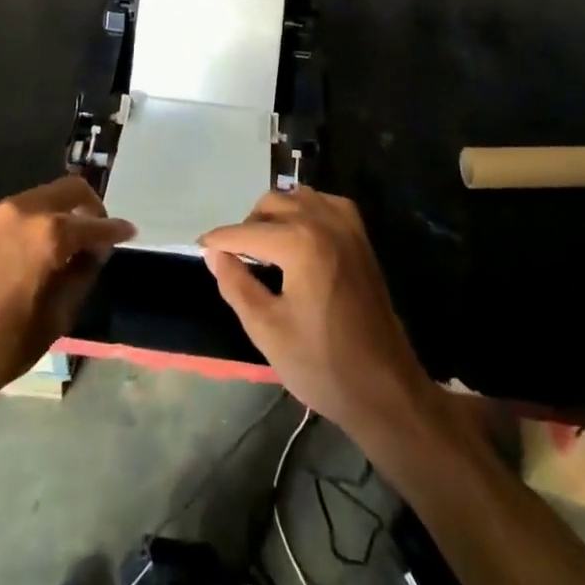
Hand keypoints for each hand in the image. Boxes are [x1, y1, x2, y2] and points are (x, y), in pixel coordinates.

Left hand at [0, 177, 133, 412]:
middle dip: (89, 207)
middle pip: (68, 190)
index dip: (115, 231)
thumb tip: (92, 254)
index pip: (94, 225)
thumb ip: (80, 277)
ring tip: (62, 246)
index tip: (129, 233)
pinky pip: (11, 215)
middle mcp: (21, 211)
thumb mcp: (54, 321)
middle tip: (97, 234)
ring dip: (57, 213)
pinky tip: (25, 254)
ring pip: (38, 198)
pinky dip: (29, 224)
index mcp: (47, 234)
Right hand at [200, 187, 435, 443]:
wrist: (385, 388)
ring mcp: (347, 226)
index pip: (247, 231)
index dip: (220, 240)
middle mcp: (325, 222)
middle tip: (235, 255)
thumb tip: (214, 254)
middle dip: (249, 225)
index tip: (199, 246)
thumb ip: (236, 285)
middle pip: (273, 203)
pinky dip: (306, 211)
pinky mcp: (361, 238)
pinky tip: (298, 237)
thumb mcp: (267, 330)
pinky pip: (325, 204)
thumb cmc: (322, 364)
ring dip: (277, 213)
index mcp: (301, 242)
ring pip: (299, 197)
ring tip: (264, 247)